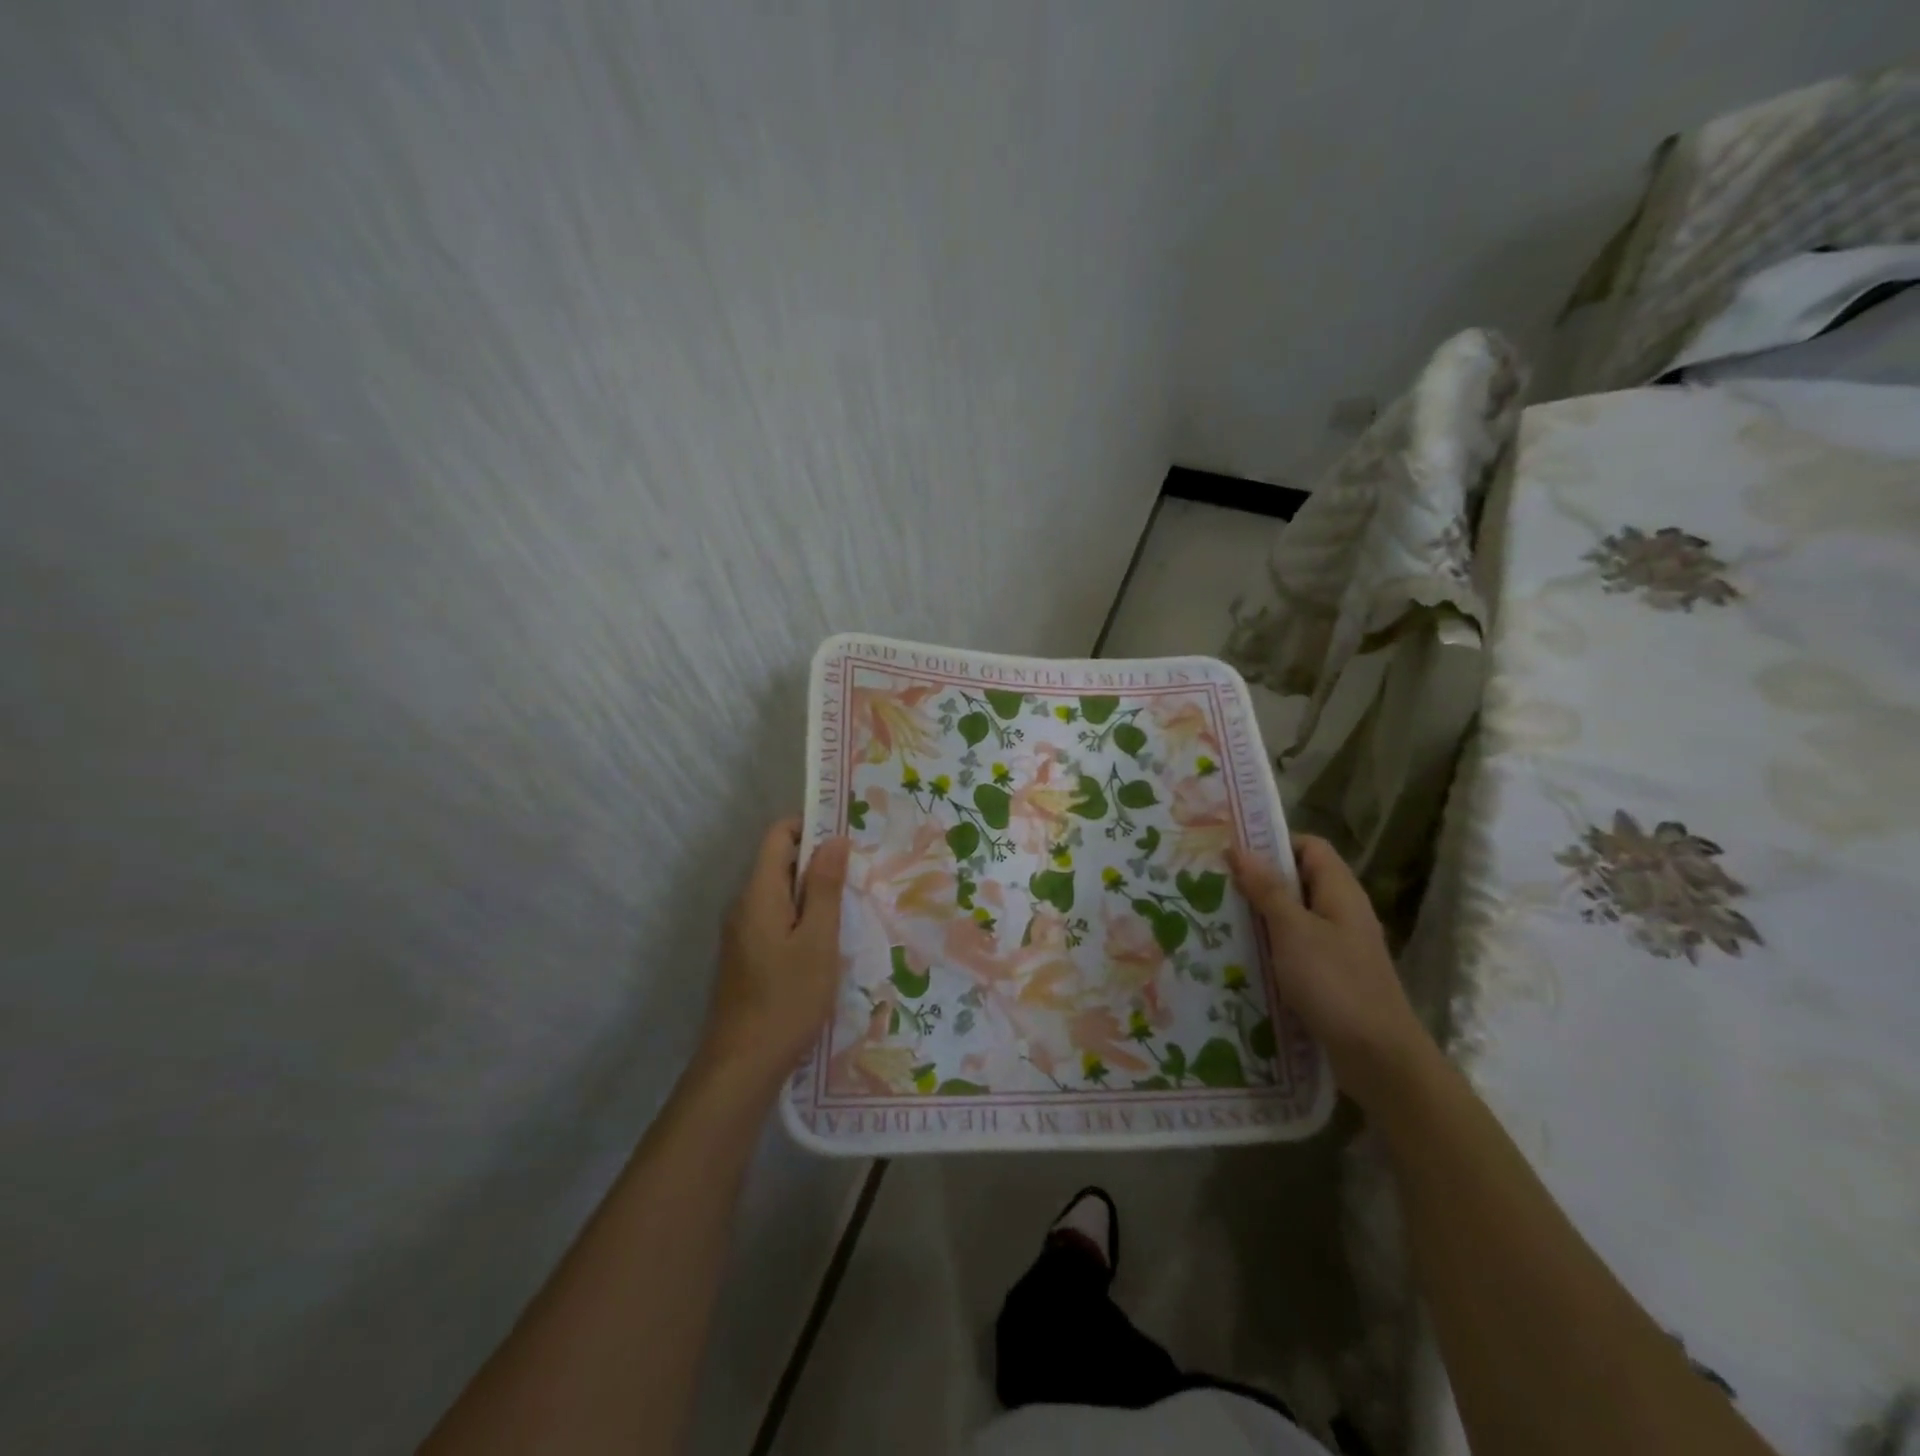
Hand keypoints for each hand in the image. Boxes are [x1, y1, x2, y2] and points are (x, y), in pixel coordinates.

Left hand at [701, 819, 851, 1088]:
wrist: (742, 1066)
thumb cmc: (787, 999)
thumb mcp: (818, 941)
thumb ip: (825, 888)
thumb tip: (834, 839)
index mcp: (758, 894)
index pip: (778, 836)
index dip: (811, 827)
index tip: (847, 836)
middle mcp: (743, 905)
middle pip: (778, 862)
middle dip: (817, 861)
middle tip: (858, 874)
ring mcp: (741, 933)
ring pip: (779, 893)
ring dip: (812, 892)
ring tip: (850, 906)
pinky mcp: (746, 956)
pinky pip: (775, 918)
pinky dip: (801, 917)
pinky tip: (826, 941)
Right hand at [1228, 835, 1435, 1110]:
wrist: (1379, 1058)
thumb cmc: (1335, 984)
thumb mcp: (1294, 931)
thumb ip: (1268, 889)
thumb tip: (1241, 849)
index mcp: (1340, 892)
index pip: (1310, 847)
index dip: (1274, 842)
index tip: (1233, 850)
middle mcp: (1342, 912)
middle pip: (1299, 880)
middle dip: (1258, 879)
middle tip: (1214, 882)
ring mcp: (1338, 946)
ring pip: (1294, 916)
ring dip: (1260, 915)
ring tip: (1217, 916)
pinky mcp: (1331, 976)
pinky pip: (1295, 947)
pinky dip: (1270, 945)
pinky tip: (1240, 955)